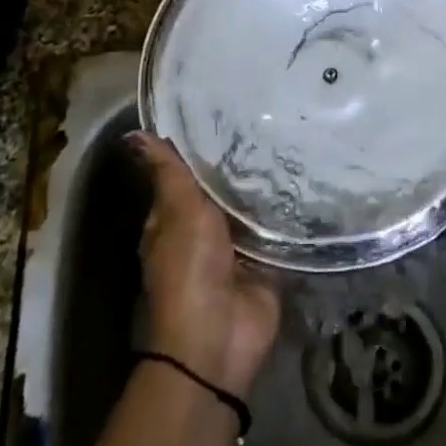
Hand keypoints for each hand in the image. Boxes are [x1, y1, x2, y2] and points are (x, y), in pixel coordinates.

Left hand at [129, 131, 279, 396]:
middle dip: (244, 161)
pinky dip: (292, 211)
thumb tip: (133, 134)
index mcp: (174, 218)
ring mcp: (239, 247)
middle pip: (224, 188)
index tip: (227, 107)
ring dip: (270, 184)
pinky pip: (280, 229)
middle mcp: (205, 230)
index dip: (202, 144)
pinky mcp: (268, 261)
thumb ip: (168, 173)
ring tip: (297, 136)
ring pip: (254, 206)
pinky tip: (312, 178)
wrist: (219, 337)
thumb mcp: (177, 212)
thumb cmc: (189, 269)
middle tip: (275, 116)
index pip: (187, 173)